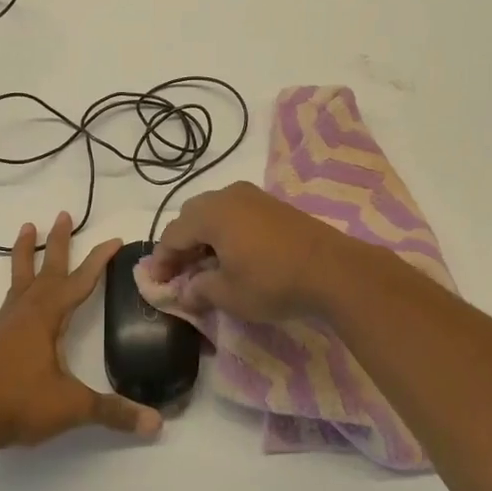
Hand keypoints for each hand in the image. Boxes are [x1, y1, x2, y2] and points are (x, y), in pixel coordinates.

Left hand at [0, 212, 163, 449]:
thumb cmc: (20, 406)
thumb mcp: (74, 408)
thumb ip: (115, 413)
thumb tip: (157, 424)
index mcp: (48, 320)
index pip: (81, 283)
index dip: (99, 261)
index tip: (114, 240)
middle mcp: (24, 312)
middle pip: (47, 271)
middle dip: (59, 244)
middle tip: (64, 214)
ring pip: (14, 281)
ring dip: (22, 254)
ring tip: (26, 226)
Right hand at [144, 181, 354, 322]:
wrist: (334, 271)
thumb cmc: (273, 282)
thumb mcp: (228, 294)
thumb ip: (199, 290)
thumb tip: (184, 291)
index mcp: (211, 213)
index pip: (173, 234)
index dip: (161, 260)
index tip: (156, 283)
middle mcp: (228, 196)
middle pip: (191, 216)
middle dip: (181, 244)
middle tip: (180, 273)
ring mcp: (254, 197)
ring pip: (215, 212)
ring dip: (204, 237)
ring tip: (206, 266)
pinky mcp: (275, 205)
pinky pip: (237, 214)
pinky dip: (226, 232)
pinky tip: (233, 255)